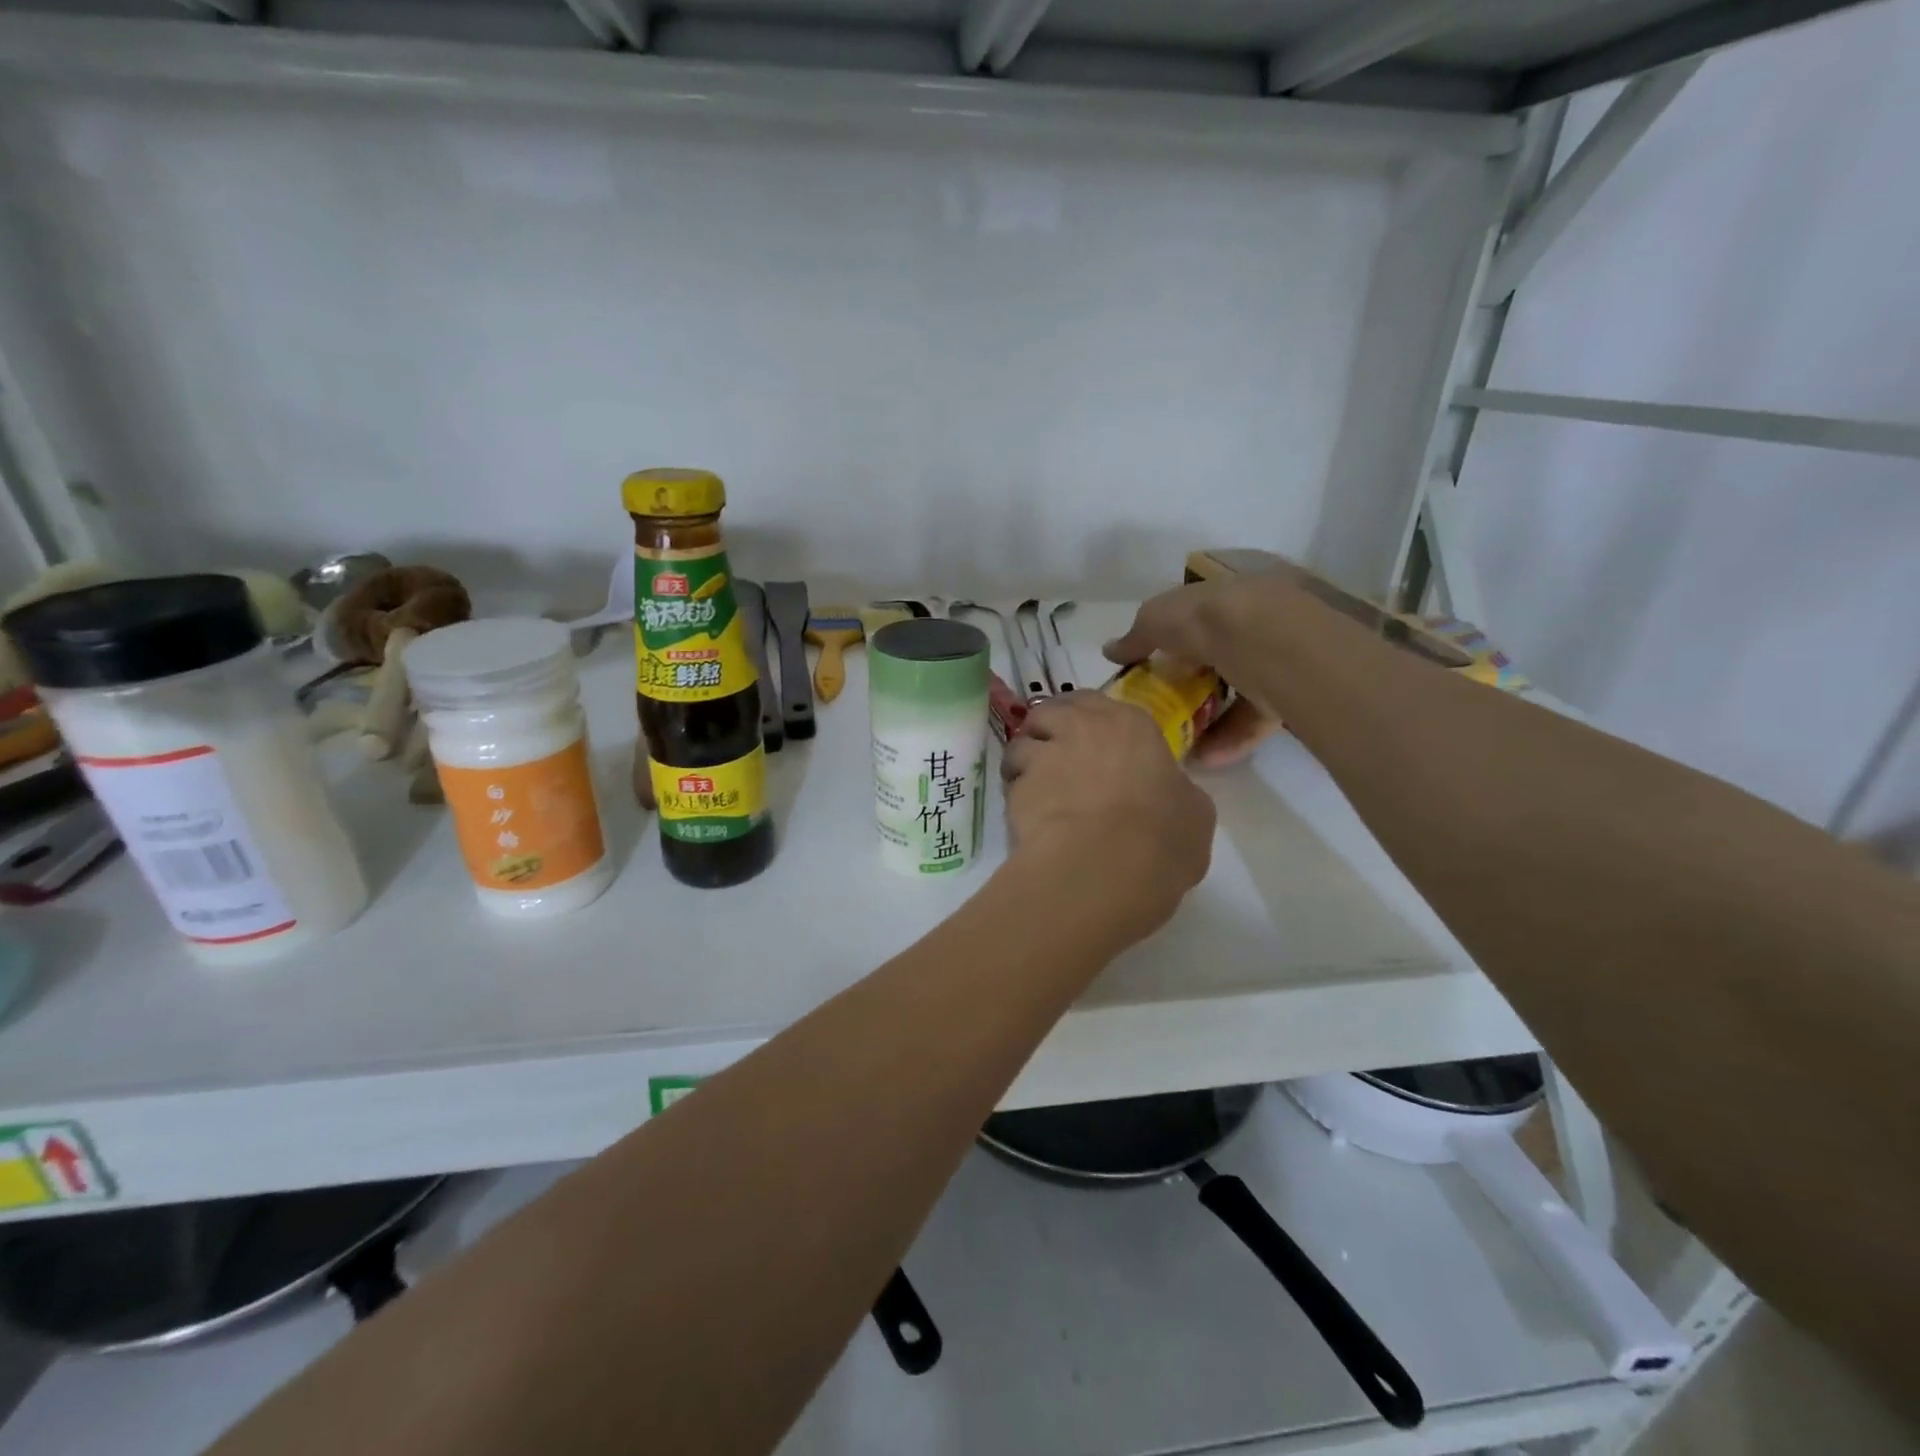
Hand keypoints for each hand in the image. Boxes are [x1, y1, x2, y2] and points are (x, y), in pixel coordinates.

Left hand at [1001, 692, 1214, 944]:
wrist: (1104, 867)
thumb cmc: (1162, 837)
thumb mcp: (1193, 813)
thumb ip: (1175, 791)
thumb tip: (1166, 793)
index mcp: (1129, 725)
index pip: (1097, 703)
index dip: (1090, 722)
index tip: (1093, 744)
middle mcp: (1080, 727)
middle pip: (1050, 712)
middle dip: (1049, 729)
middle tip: (1057, 758)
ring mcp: (1043, 756)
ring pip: (1020, 744)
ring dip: (1024, 761)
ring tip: (1035, 789)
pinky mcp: (1016, 789)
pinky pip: (1011, 784)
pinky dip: (1015, 795)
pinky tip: (1029, 819)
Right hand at [1103, 579, 1288, 766]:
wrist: (1267, 641)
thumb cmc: (1205, 620)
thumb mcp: (1155, 620)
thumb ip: (1134, 638)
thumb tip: (1109, 650)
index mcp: (1221, 599)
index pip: (1193, 621)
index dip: (1170, 644)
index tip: (1149, 672)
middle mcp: (1249, 626)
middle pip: (1215, 659)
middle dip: (1191, 685)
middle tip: (1164, 711)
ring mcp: (1272, 661)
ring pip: (1236, 691)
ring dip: (1209, 719)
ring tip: (1181, 744)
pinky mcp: (1288, 695)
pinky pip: (1253, 720)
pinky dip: (1230, 739)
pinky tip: (1206, 758)